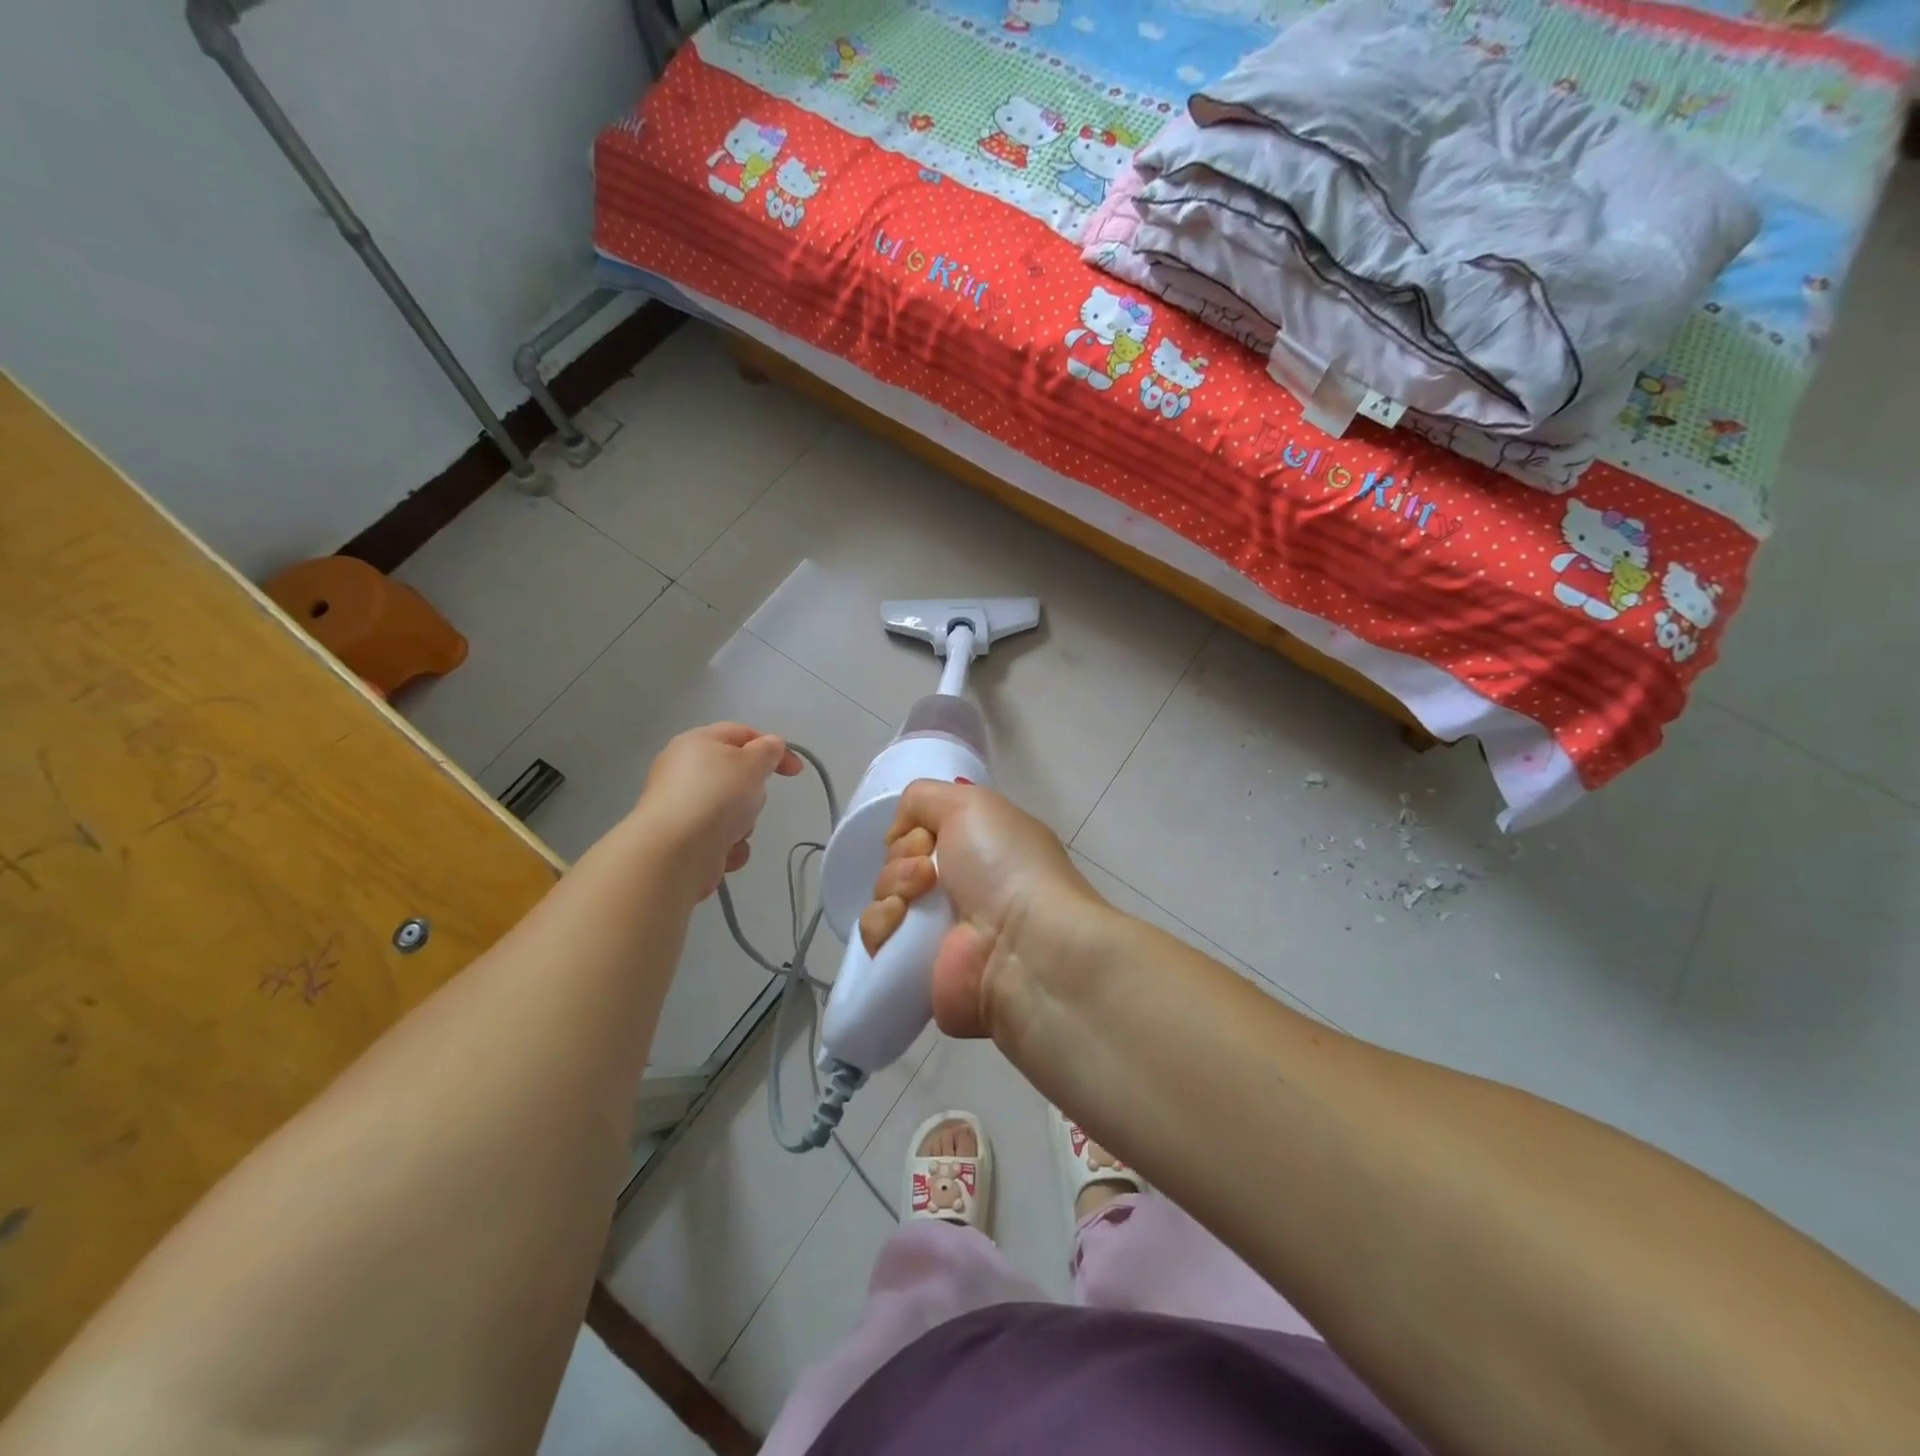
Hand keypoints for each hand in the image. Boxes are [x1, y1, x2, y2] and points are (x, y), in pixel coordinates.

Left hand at [634, 723, 801, 898]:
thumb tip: (771, 745)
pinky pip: (718, 836)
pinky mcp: (682, 838)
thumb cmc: (717, 796)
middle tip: (754, 801)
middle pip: (735, 775)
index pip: (741, 733)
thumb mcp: (752, 763)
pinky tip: (725, 852)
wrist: (675, 851)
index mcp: (697, 742)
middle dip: (753, 792)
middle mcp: (684, 770)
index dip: (773, 748)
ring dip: (742, 823)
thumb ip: (768, 750)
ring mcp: (682, 806)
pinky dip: (727, 845)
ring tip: (736, 832)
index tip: (796, 772)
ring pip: (730, 809)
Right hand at [859, 781, 1110, 1038]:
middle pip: (897, 862)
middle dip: (902, 859)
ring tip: (918, 898)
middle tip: (928, 872)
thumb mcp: (971, 804)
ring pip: (883, 896)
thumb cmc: (1005, 866)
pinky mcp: (915, 967)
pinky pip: (876, 935)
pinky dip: (881, 924)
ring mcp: (936, 929)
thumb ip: (926, 798)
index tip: (926, 838)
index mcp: (978, 848)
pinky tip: (902, 922)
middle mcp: (959, 887)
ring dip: (891, 888)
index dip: (913, 830)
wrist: (1022, 945)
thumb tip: (901, 830)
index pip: (919, 832)